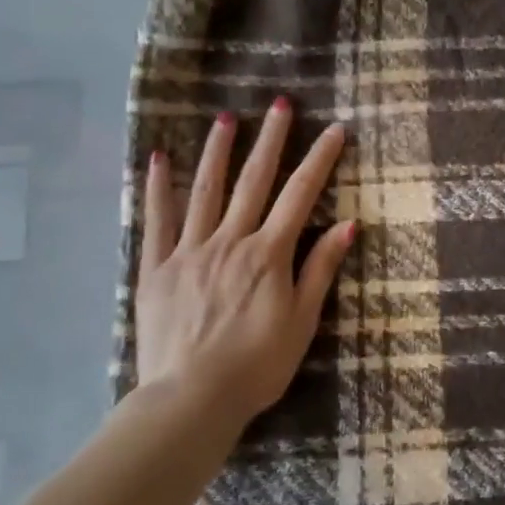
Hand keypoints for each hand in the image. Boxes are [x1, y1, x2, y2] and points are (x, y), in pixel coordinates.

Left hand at [134, 99, 356, 422]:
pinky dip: (158, 188)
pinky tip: (158, 158)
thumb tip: (348, 225)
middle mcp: (230, 241)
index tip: (334, 129)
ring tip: (225, 118)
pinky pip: (156, 221)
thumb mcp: (301, 321)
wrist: (191, 400)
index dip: (320, 160)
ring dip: (217, 151)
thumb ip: (320, 269)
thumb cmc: (256, 365)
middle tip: (280, 104)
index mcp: (268, 254)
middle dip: (271, 140)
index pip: (301, 195)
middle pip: (254, 181)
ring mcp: (189, 251)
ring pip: (205, 190)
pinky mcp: (156, 268)